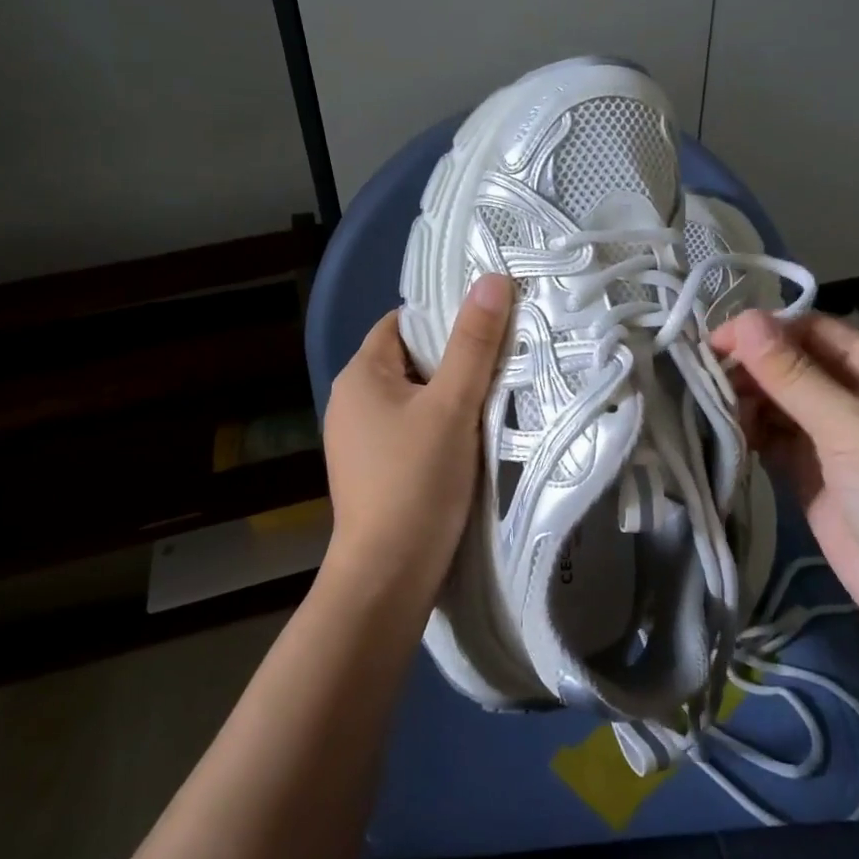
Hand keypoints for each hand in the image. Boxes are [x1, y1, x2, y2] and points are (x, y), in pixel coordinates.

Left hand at [319, 274, 512, 609]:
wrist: (387, 578)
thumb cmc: (416, 482)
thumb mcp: (451, 406)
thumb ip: (473, 344)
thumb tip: (492, 279)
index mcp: (361, 375)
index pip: (403, 323)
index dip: (445, 318)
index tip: (491, 324)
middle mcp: (352, 401)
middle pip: (412, 359)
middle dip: (455, 357)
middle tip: (506, 358)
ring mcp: (360, 439)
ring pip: (416, 397)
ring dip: (453, 395)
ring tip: (499, 393)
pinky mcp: (375, 469)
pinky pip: (413, 429)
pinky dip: (442, 426)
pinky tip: (474, 437)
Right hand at [712, 310, 858, 676]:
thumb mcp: (850, 426)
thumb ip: (792, 375)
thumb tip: (743, 319)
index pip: (811, 331)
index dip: (764, 330)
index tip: (714, 342)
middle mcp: (853, 396)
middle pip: (790, 364)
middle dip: (749, 366)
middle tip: (701, 378)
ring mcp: (830, 438)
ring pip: (777, 401)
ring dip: (744, 399)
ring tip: (707, 406)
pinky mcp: (810, 474)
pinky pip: (772, 439)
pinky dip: (748, 433)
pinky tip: (722, 433)